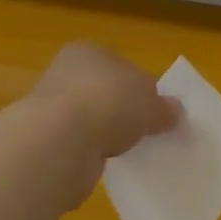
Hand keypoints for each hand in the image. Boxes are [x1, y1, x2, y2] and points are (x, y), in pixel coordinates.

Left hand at [24, 43, 180, 207]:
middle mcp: (65, 74)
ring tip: (128, 152)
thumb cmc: (110, 102)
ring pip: (89, 121)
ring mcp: (50, 110)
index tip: (155, 108)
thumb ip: (164, 107)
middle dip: (122, 112)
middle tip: (145, 131)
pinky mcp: (44, 144)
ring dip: (104, 136)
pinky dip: (89, 157)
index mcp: (89, 52)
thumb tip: (176, 112)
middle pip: (103, 93)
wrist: (59, 143)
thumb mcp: (152, 102)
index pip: (120, 64)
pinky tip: (105, 167)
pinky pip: (77, 148)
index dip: (140, 85)